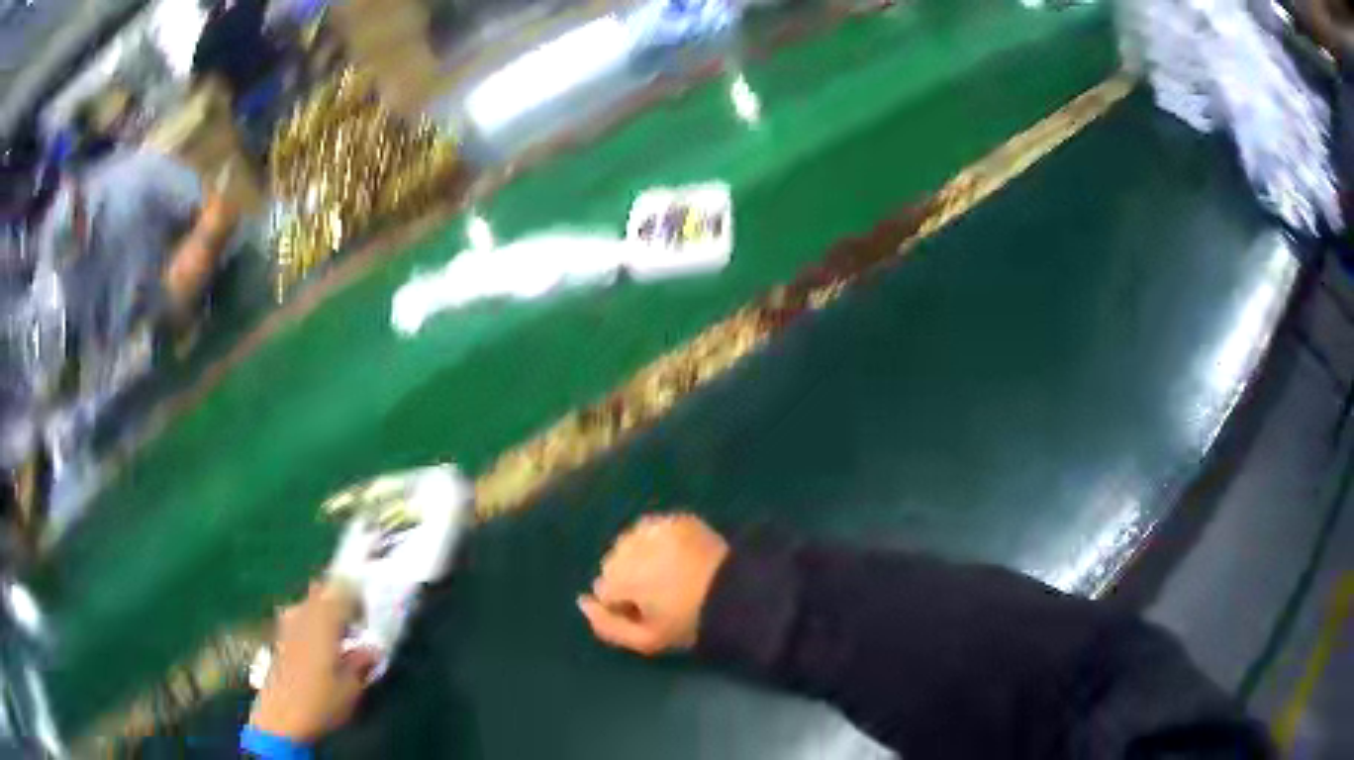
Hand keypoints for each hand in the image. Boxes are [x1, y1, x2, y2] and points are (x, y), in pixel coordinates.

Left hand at [250, 581, 376, 742]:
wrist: (281, 717)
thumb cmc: (320, 701)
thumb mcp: (351, 687)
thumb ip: (361, 662)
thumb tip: (373, 648)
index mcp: (323, 620)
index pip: (343, 590)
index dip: (359, 591)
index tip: (374, 603)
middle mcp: (302, 613)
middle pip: (323, 592)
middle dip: (341, 600)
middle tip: (360, 621)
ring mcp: (287, 623)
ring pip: (311, 604)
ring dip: (327, 612)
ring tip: (344, 636)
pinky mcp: (280, 636)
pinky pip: (301, 617)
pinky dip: (314, 624)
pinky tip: (324, 647)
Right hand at [578, 513, 729, 655]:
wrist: (739, 593)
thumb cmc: (689, 621)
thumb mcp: (646, 639)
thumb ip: (605, 625)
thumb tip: (581, 603)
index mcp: (619, 576)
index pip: (604, 590)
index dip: (626, 605)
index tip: (651, 613)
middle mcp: (629, 545)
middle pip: (614, 563)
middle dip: (630, 578)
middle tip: (663, 595)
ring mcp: (654, 527)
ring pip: (632, 544)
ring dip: (642, 557)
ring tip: (672, 574)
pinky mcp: (677, 518)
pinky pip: (655, 530)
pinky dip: (661, 542)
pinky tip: (681, 557)